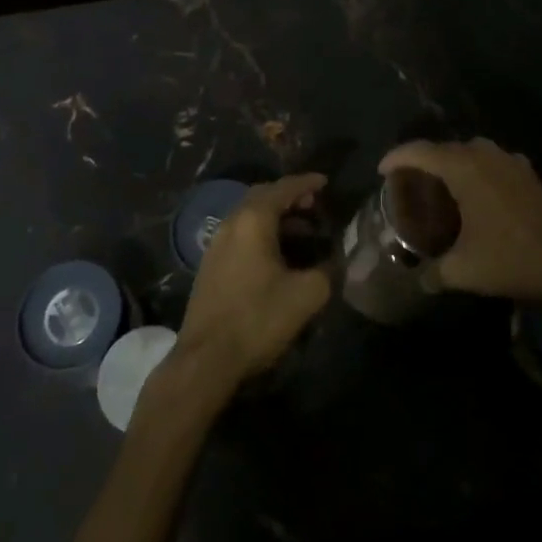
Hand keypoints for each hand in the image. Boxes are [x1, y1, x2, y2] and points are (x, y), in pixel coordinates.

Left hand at [175, 173, 332, 388]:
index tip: (325, 182)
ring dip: (275, 216)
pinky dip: (261, 231)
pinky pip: (240, 233)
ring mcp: (216, 243)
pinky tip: (276, 253)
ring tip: (302, 230)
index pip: (283, 188)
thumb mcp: (306, 295)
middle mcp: (231, 223)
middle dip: (289, 196)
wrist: (206, 359)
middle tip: (314, 204)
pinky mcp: (210, 264)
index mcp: (253, 220)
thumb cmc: (258, 319)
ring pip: (249, 215)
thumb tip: (336, 258)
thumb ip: (327, 270)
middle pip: (262, 196)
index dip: (306, 183)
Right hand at [378, 138, 541, 301]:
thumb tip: (419, 279)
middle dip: (422, 161)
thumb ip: (434, 273)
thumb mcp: (463, 270)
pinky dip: (476, 170)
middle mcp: (484, 155)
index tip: (381, 171)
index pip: (419, 151)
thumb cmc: (511, 258)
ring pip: (470, 152)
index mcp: (463, 168)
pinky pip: (491, 162)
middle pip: (444, 149)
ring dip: (451, 163)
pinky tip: (475, 194)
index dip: (396, 158)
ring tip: (439, 186)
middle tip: (408, 183)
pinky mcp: (527, 173)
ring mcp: (509, 161)